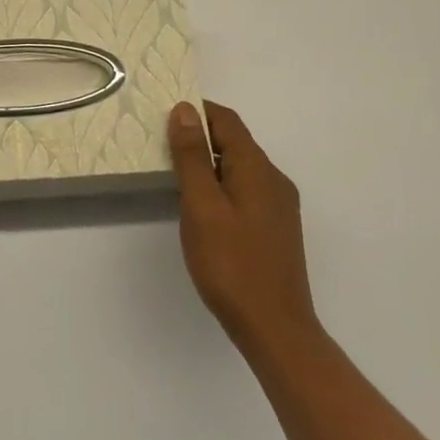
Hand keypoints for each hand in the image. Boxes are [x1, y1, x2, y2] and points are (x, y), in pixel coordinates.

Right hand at [168, 101, 318, 358]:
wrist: (275, 330)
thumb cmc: (231, 264)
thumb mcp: (202, 205)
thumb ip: (192, 155)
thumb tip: (185, 109)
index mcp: (257, 167)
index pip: (226, 120)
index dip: (196, 111)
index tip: (162, 116)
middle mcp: (273, 179)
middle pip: (234, 142)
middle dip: (199, 137)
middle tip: (160, 146)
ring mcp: (278, 206)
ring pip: (239, 168)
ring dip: (209, 163)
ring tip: (175, 176)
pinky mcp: (275, 229)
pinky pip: (245, 190)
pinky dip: (221, 186)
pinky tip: (202, 208)